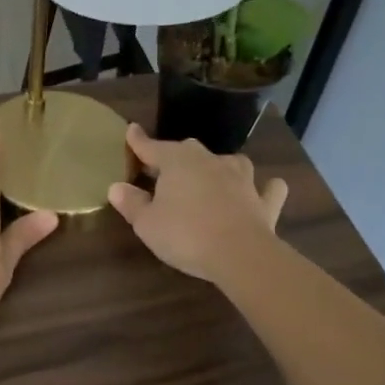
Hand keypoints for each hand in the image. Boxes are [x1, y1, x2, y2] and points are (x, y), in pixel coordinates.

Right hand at [107, 124, 288, 282]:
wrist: (239, 254)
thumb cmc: (185, 234)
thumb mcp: (146, 223)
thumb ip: (131, 203)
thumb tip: (117, 187)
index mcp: (177, 161)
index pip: (152, 147)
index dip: (139, 141)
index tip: (132, 130)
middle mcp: (210, 161)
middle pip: (189, 151)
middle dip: (176, 157)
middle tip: (165, 170)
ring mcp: (242, 178)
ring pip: (230, 162)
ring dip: (220, 167)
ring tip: (213, 176)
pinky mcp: (263, 201)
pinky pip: (267, 189)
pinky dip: (264, 189)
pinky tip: (262, 192)